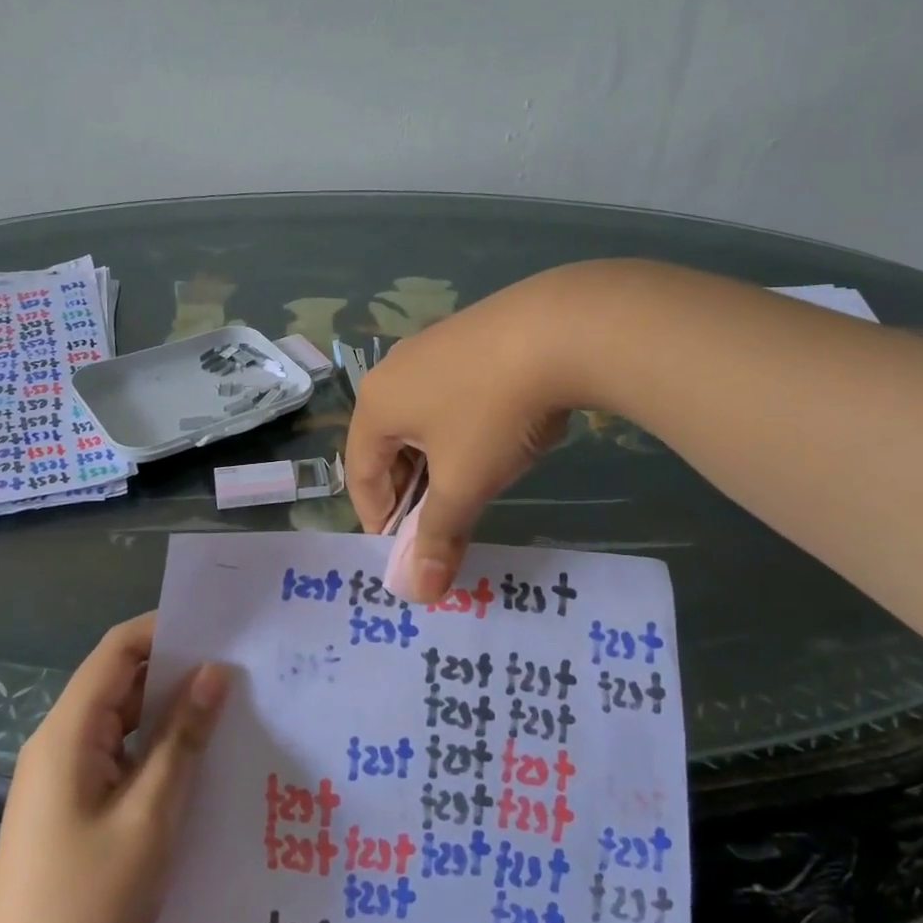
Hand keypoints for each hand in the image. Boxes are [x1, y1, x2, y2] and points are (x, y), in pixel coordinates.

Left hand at [0, 612, 229, 922]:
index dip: (165, 628)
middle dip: (175, 668)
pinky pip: (118, 755)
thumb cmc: (87, 901)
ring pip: (121, 719)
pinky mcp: (70, 806)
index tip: (219, 627)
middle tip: (239, 666)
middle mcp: (60, 741)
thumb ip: (183, 738)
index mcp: (69, 731)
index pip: (117, 650)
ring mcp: (62, 776)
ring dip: (168, 710)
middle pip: (119, 680)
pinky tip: (197, 759)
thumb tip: (215, 672)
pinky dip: (155, 746)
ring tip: (229, 705)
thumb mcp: (150, 814)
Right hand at [348, 269, 588, 602]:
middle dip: (409, 491)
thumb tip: (418, 594)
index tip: (406, 551)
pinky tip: (492, 436)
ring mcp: (430, 346)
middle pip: (387, 446)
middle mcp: (393, 371)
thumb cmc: (494, 413)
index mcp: (376, 404)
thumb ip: (438, 536)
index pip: (360, 474)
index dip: (379, 519)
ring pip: (419, 419)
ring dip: (434, 460)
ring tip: (467, 484)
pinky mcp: (467, 334)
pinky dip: (457, 428)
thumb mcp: (465, 482)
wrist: (561, 329)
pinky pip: (447, 393)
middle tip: (437, 525)